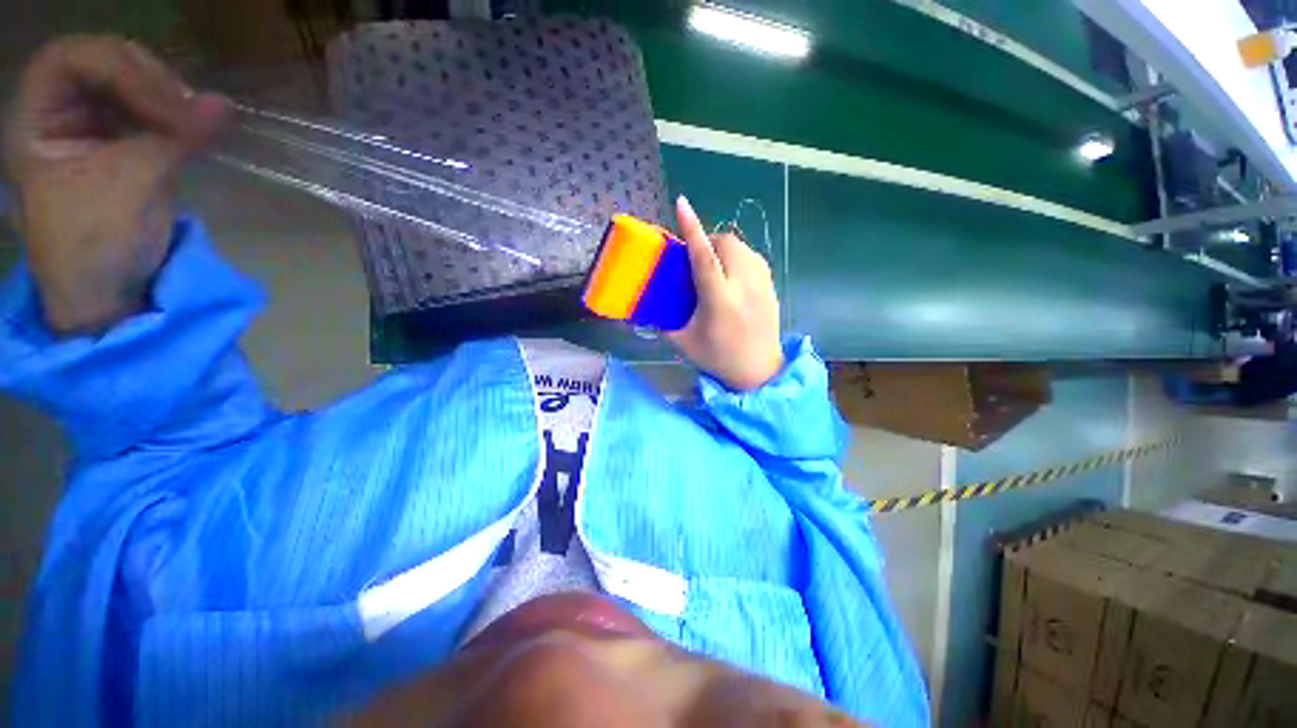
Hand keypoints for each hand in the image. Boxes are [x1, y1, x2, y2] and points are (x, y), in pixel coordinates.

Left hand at [4, 36, 228, 334]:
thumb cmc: (95, 246)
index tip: (170, 105)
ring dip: (167, 97)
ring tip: (198, 121)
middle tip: (189, 110)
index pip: (73, 60)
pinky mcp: (123, 144)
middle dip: (149, 81)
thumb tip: (224, 106)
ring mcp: (92, 127)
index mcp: (36, 122)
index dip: (121, 71)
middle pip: (105, 64)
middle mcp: (60, 113)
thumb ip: (174, 139)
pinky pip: (149, 111)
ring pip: (131, 83)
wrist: (107, 292)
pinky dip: (176, 115)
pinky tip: (198, 129)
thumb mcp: (128, 187)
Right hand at [668, 195, 783, 391]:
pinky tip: (731, 274)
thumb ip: (662, 322)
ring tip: (712, 264)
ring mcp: (762, 284)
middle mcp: (743, 286)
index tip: (681, 204)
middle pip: (726, 243)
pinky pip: (753, 257)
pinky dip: (738, 256)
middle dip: (708, 240)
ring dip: (723, 247)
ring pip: (742, 246)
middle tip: (695, 257)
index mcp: (719, 301)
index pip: (704, 257)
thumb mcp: (683, 343)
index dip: (691, 229)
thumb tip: (643, 307)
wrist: (760, 371)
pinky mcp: (771, 285)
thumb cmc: (718, 359)